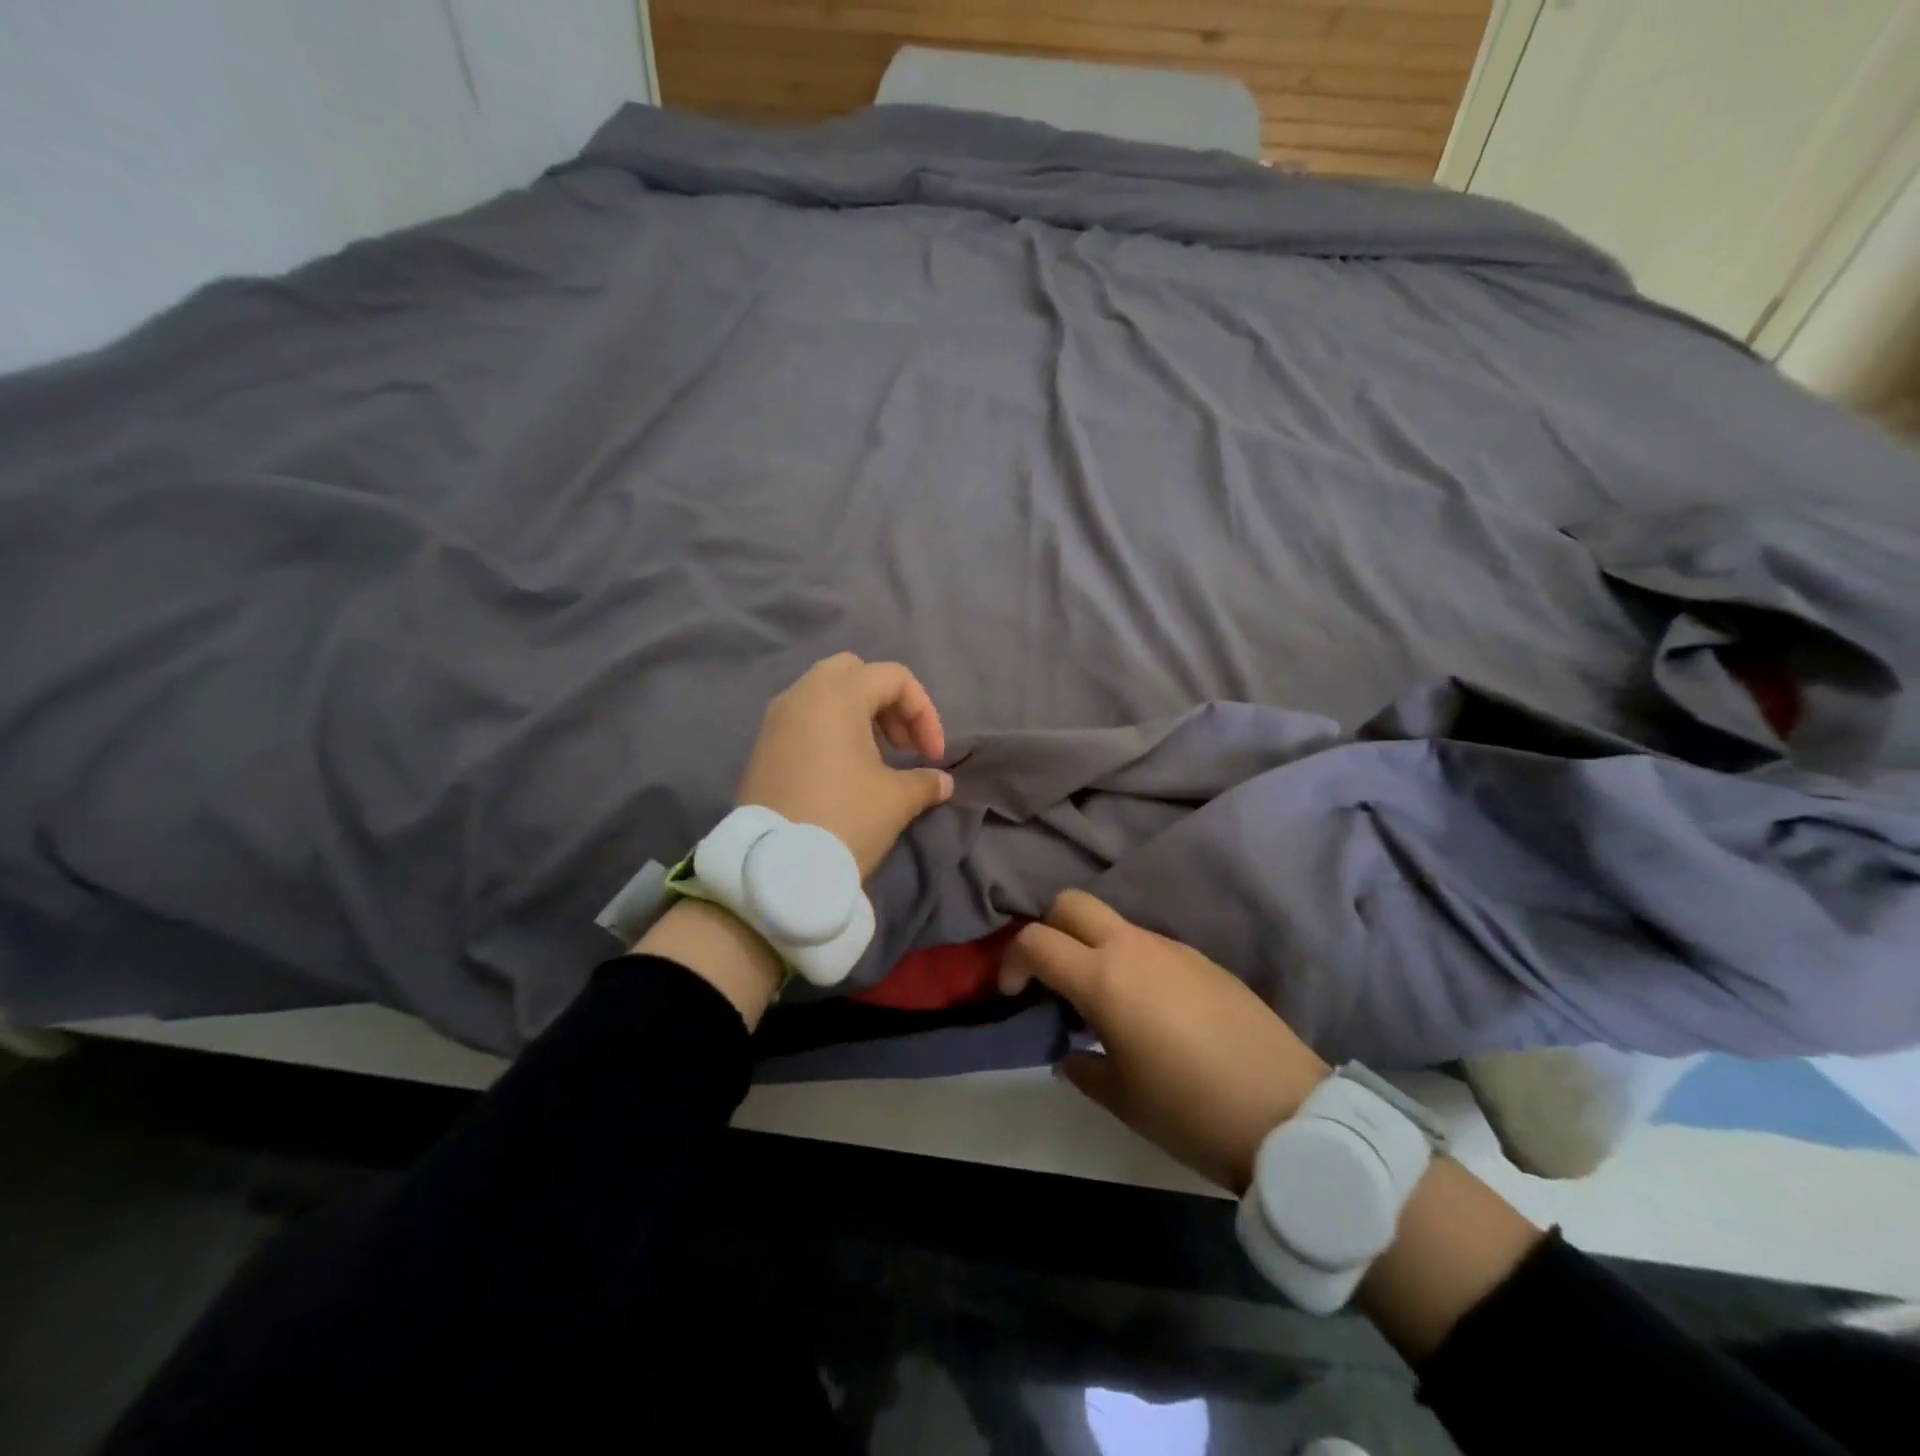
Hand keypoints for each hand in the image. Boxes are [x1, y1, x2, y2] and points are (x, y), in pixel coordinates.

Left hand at [733, 653, 954, 877]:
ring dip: (857, 715)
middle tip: (901, 744)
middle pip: (854, 673)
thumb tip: (942, 782)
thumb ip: (925, 782)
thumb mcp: (896, 800)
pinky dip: (829, 730)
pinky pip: (802, 719)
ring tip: (876, 759)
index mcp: (837, 694)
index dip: (924, 712)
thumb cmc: (843, 819)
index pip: (893, 678)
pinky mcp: (762, 746)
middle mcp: (801, 694)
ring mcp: (775, 719)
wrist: (775, 868)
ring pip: (824, 694)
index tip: (932, 756)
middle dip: (886, 702)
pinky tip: (842, 772)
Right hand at [1001, 890, 1330, 1193]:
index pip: (1036, 941)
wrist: (1289, 1114)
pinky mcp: (1205, 960)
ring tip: (1103, 1003)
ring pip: (1114, 923)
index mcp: (1103, 979)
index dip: (1011, 960)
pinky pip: (1152, 946)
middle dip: (1048, 928)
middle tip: (1051, 977)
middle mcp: (1135, 948)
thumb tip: (1071, 1054)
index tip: (1011, 992)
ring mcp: (1174, 949)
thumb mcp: (1123, 1100)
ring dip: (1093, 947)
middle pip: (1072, 903)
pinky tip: (1151, 1011)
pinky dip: (1132, 962)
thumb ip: (1083, 1068)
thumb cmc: (1190, 1111)